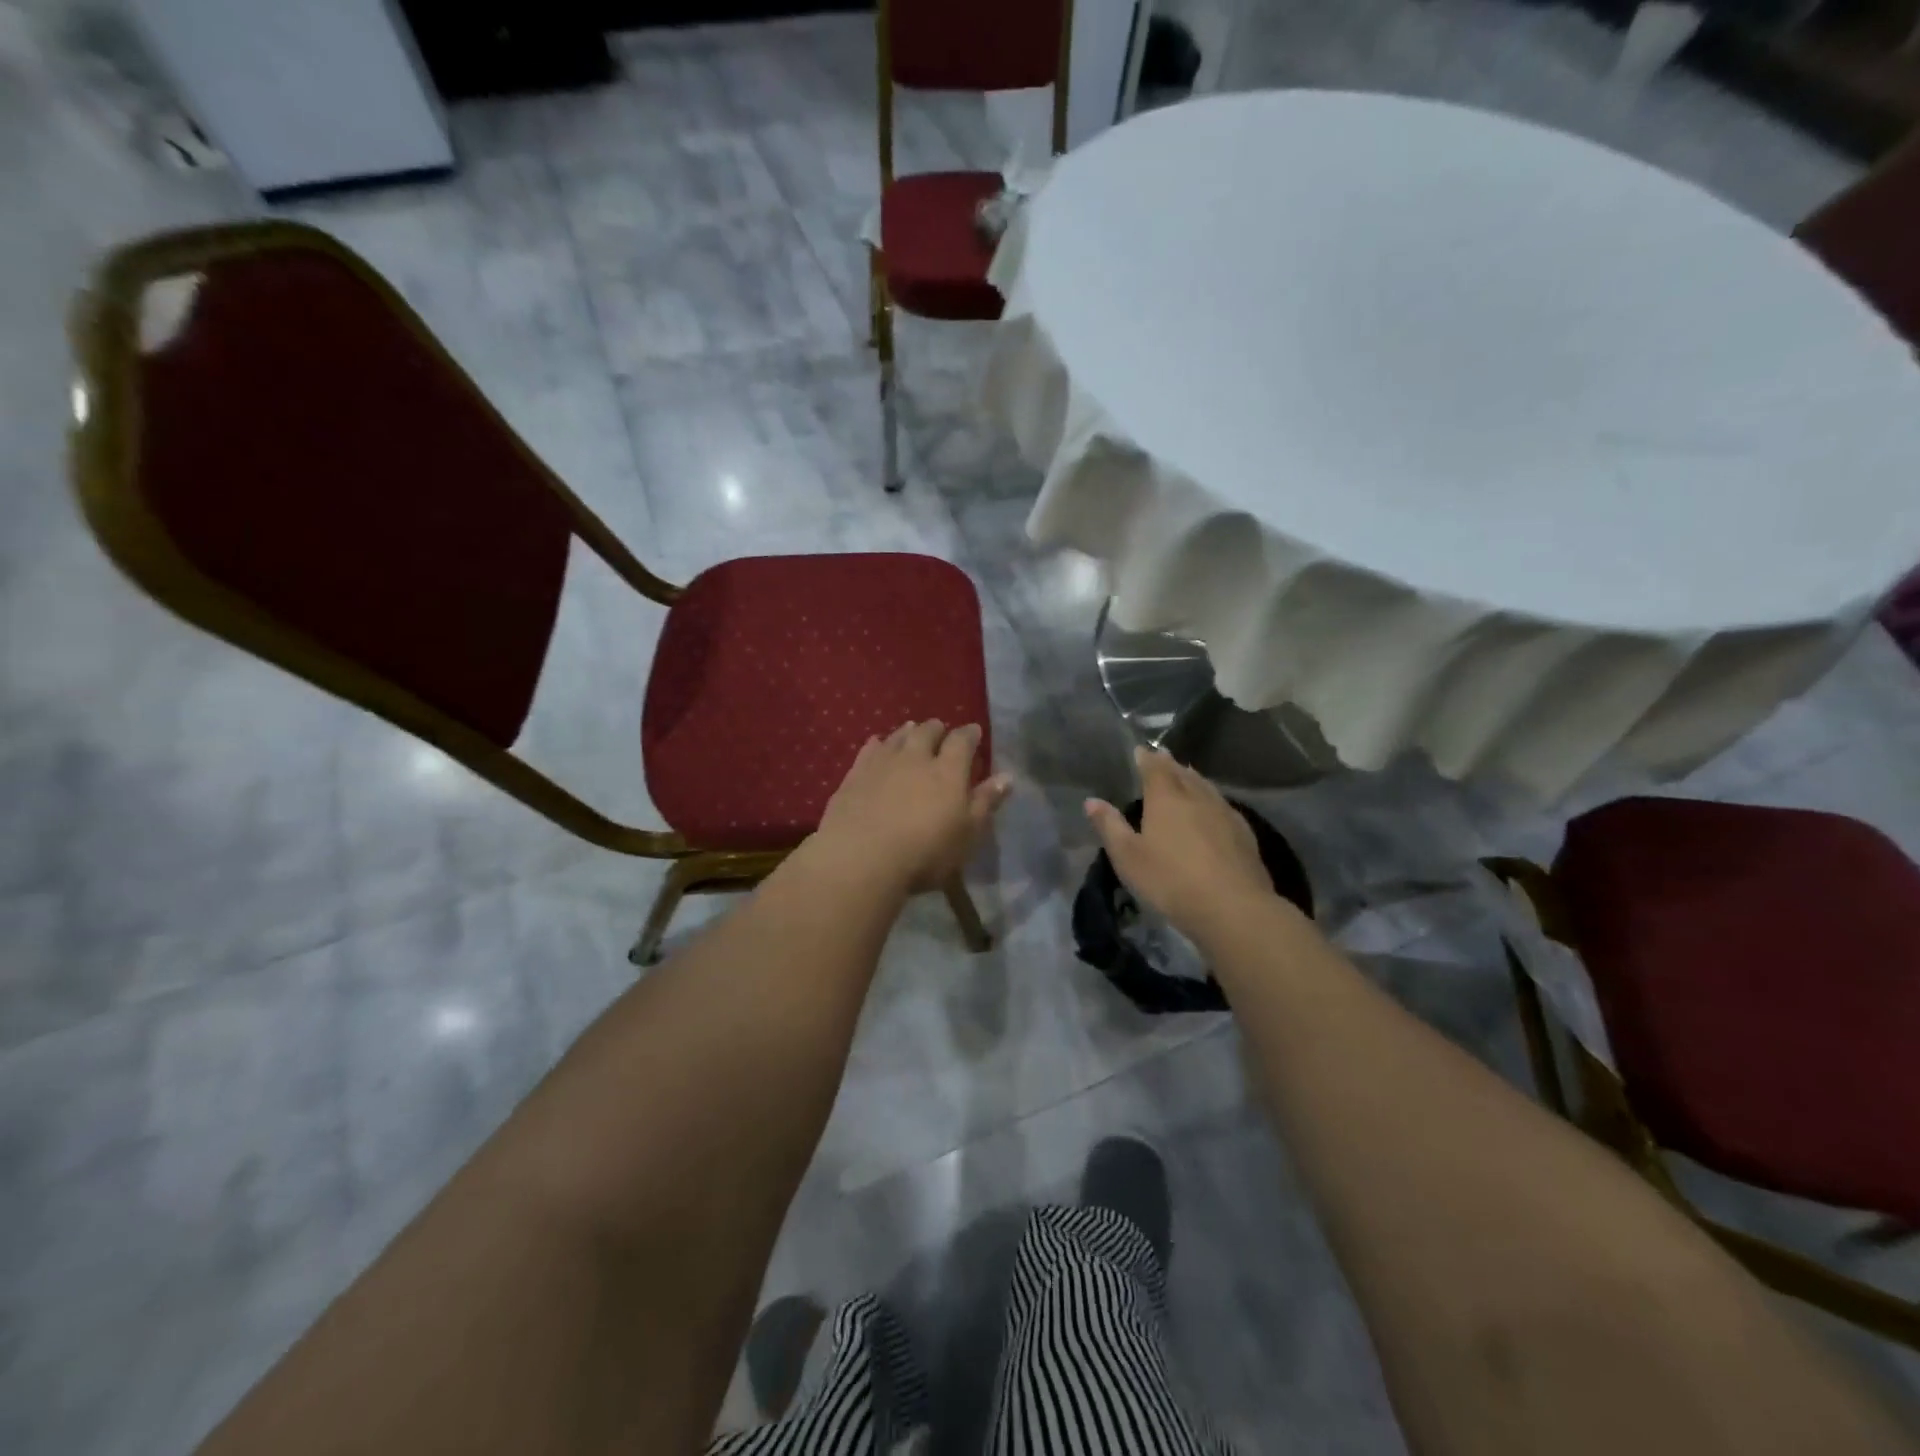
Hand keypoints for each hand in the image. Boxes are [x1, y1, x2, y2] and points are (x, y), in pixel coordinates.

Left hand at [813, 721, 1011, 892]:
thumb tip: (1007, 777)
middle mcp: (915, 757)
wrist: (861, 857)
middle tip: (941, 731)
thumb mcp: (967, 834)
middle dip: (937, 729)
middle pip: (927, 732)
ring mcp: (882, 763)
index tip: (974, 732)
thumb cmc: (925, 851)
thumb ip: (985, 802)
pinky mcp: (854, 774)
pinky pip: (868, 749)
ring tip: (912, 730)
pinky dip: (877, 744)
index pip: (962, 741)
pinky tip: (877, 744)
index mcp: (948, 770)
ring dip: (907, 731)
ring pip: (898, 736)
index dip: (970, 734)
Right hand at [1085, 747, 1274, 940]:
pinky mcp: (1244, 833)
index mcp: (1166, 798)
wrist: (1232, 907)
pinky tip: (1214, 808)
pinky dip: (1212, 798)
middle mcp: (1197, 797)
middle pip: (1182, 773)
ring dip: (1193, 778)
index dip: (1146, 758)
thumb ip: (1110, 826)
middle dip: (1170, 764)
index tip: (1140, 750)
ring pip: (1206, 787)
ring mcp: (1224, 813)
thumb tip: (1092, 801)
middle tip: (1162, 756)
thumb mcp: (1128, 857)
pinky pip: (1223, 804)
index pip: (1155, 768)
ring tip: (1186, 774)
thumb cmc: (1170, 880)